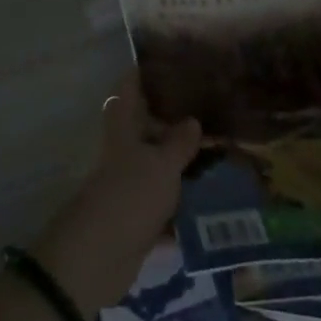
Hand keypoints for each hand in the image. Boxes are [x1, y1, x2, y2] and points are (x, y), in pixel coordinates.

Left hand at [30, 70, 201, 314]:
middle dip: (174, 122)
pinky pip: (165, 206)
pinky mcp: (137, 219)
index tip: (171, 62)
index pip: (130, 88)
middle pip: (147, 127)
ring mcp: (129, 185)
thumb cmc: (129, 196)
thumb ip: (179, 143)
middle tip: (211, 112)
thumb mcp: (161, 165)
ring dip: (183, 165)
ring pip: (159, 166)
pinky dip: (184, 206)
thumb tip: (192, 120)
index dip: (144, 73)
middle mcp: (124, 151)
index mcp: (124, 128)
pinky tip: (214, 204)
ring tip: (222, 154)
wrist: (98, 258)